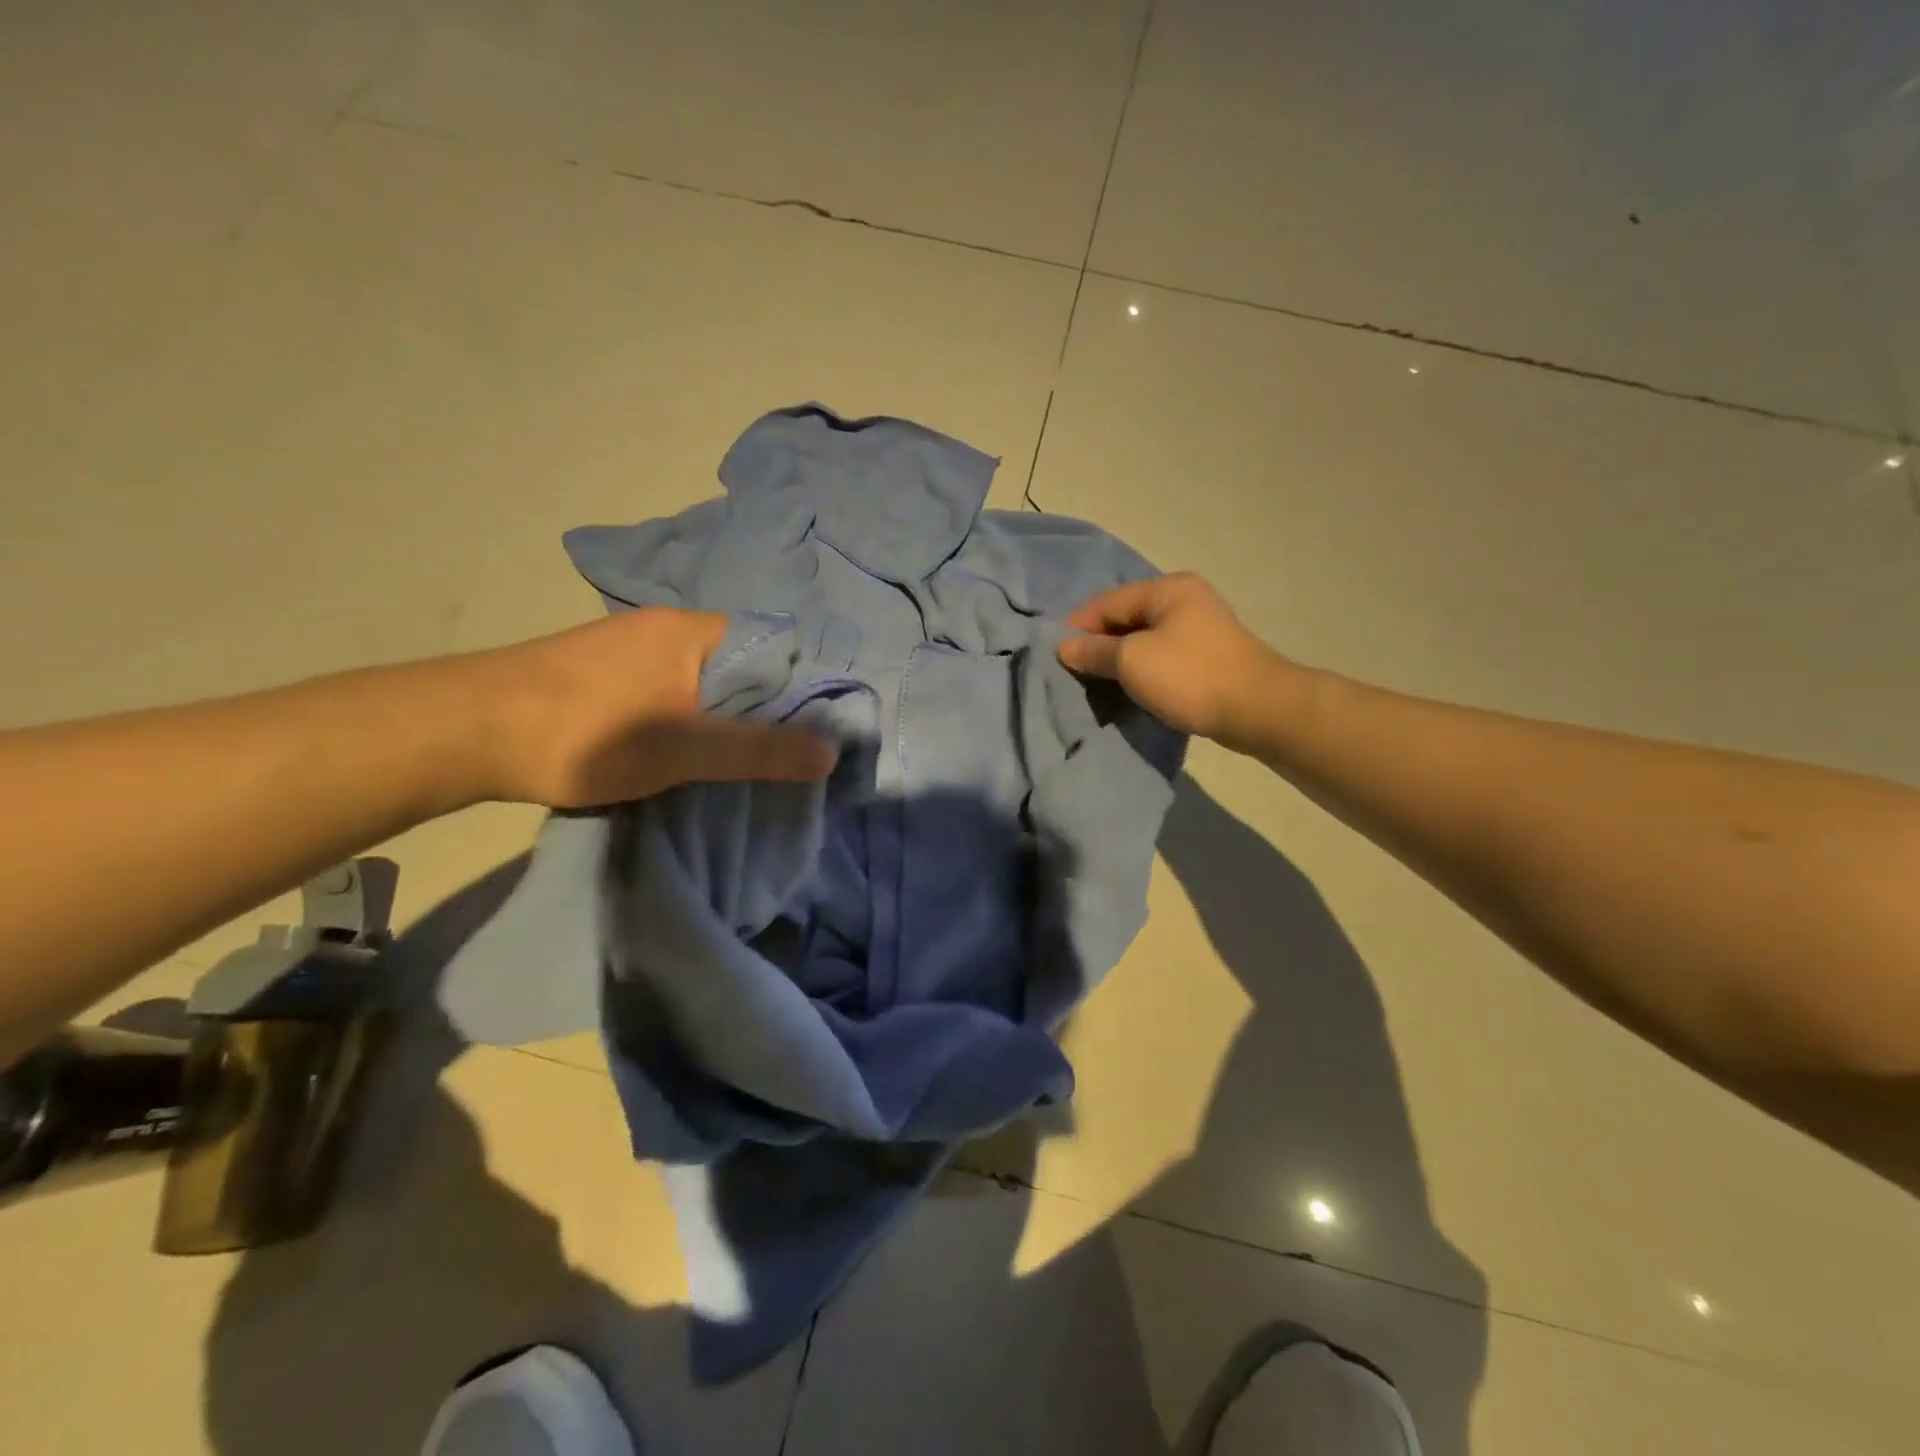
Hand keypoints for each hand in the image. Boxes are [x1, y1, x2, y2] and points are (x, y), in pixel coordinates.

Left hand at [470, 609, 835, 807]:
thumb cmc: (588, 733)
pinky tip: (689, 750)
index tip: (818, 734)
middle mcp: (669, 628)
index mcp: (696, 630)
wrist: (467, 731)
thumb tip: (833, 751)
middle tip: (786, 757)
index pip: (776, 648)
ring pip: (707, 682)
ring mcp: (634, 648)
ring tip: (744, 761)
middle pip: (743, 666)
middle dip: (767, 710)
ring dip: (727, 718)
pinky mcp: (609, 673)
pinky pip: (675, 691)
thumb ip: (760, 749)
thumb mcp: (684, 749)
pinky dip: (693, 719)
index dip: (804, 690)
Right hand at [1059, 573, 1290, 749]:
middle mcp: (1185, 600)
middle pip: (1127, 618)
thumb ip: (1095, 651)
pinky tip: (1130, 688)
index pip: (1108, 601)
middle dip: (1100, 644)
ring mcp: (1200, 628)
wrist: (1257, 709)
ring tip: (1098, 683)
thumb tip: (1065, 647)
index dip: (1079, 626)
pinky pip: (1162, 656)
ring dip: (1120, 660)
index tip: (1058, 655)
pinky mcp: (1208, 656)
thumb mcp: (1132, 661)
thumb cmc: (1189, 676)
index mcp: (1167, 589)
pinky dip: (1142, 670)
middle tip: (1075, 672)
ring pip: (1145, 639)